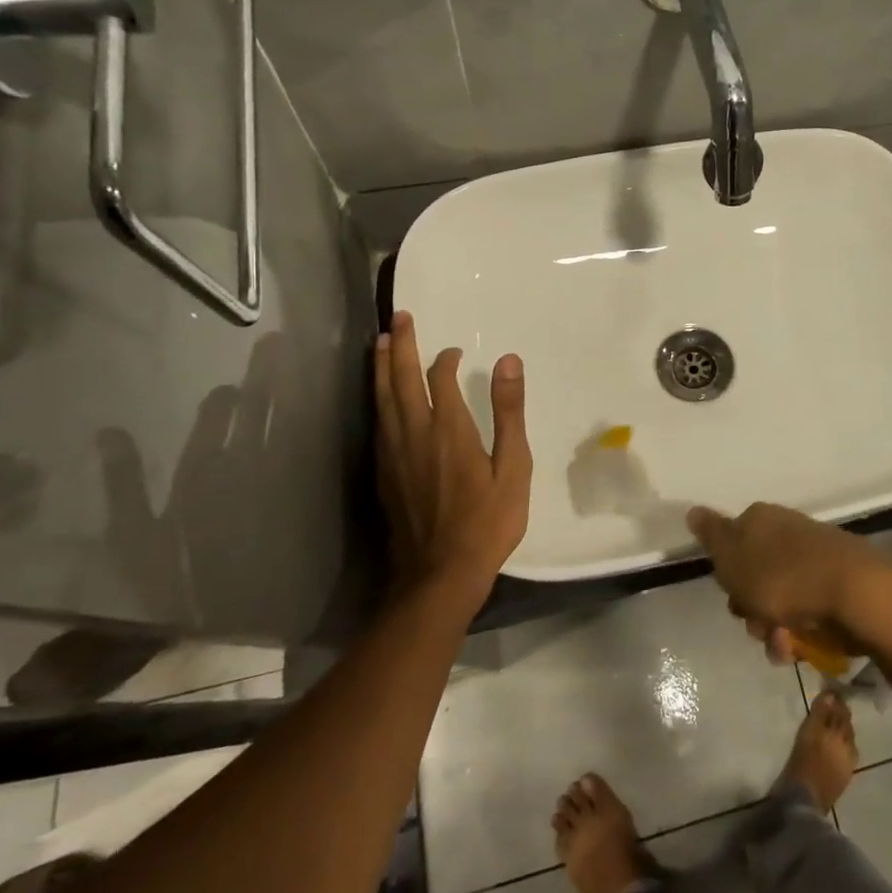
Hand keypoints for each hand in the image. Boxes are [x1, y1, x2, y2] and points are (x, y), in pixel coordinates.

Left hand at [375, 311, 530, 596]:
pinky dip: (377, 397)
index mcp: (449, 430)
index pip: (440, 379)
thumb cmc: (487, 522)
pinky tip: (380, 395)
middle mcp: (414, 433)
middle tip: (398, 317)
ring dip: (381, 367)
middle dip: (400, 346)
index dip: (444, 359)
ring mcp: (393, 454)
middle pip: (401, 379)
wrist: (439, 575)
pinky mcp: (383, 473)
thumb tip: (508, 360)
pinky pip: (377, 422)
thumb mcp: (514, 467)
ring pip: (382, 399)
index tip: (452, 351)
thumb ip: (509, 412)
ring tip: (380, 343)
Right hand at [686, 502, 891, 653]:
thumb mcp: (733, 557)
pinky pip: (808, 608)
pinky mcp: (837, 581)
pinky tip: (804, 647)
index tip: (733, 598)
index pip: (731, 545)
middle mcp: (786, 530)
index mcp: (760, 519)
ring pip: (780, 598)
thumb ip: (711, 535)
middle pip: (755, 576)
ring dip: (775, 628)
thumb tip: (692, 510)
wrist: (854, 592)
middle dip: (752, 609)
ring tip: (785, 646)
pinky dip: (802, 630)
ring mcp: (814, 555)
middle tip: (759, 626)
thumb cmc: (782, 576)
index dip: (728, 577)